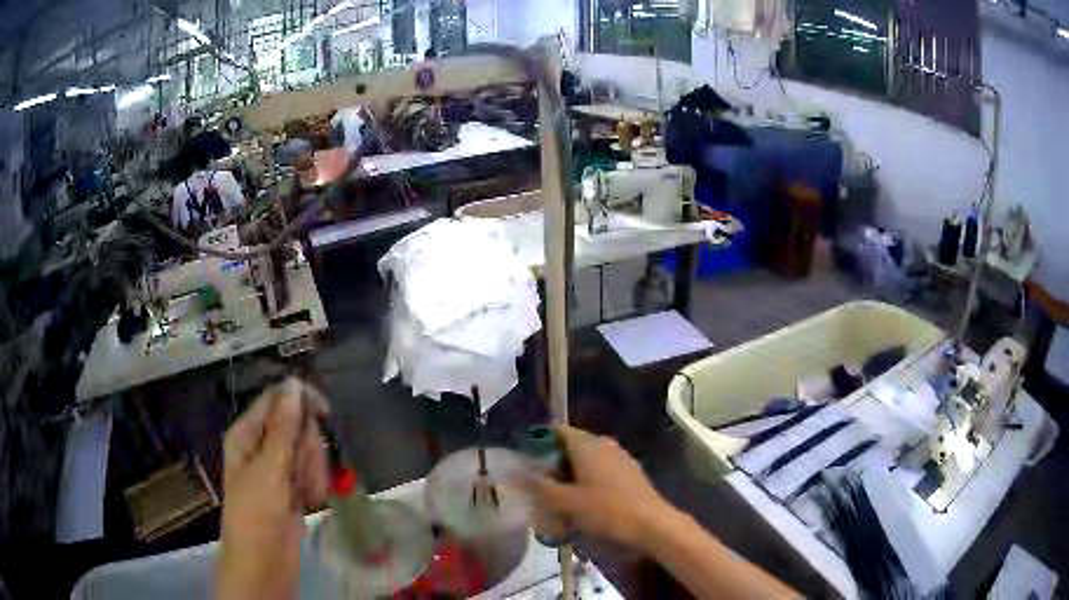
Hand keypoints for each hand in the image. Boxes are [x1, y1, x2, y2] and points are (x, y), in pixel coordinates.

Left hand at [217, 378, 328, 599]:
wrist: (264, 562)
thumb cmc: (257, 513)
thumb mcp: (269, 469)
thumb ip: (284, 427)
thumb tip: (294, 385)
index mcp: (247, 433)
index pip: (276, 399)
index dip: (300, 401)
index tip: (325, 412)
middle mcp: (263, 446)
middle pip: (298, 426)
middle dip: (307, 448)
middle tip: (300, 471)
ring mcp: (279, 469)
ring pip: (308, 452)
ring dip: (312, 471)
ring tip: (303, 494)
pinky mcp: (293, 488)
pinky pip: (312, 474)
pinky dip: (315, 486)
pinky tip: (308, 502)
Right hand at [524, 426, 675, 550]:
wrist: (653, 525)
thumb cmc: (608, 510)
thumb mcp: (567, 502)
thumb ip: (539, 487)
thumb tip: (512, 473)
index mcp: (588, 445)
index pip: (557, 430)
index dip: (538, 441)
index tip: (524, 460)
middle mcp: (604, 445)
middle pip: (571, 447)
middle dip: (552, 464)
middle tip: (538, 486)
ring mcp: (620, 458)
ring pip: (586, 461)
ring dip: (569, 476)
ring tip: (557, 500)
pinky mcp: (630, 473)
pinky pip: (601, 471)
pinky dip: (586, 482)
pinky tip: (582, 505)